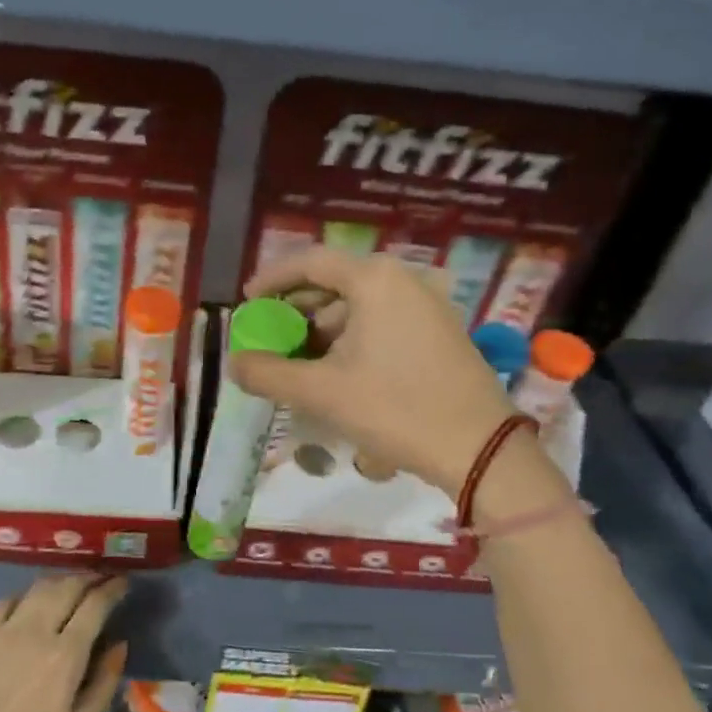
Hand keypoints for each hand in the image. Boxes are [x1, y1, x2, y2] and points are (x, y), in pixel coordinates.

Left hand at [0, 574, 128, 711]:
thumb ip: (103, 684)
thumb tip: (120, 645)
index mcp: (66, 655)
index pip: (95, 605)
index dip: (112, 589)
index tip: (123, 583)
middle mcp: (38, 631)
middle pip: (68, 587)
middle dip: (89, 578)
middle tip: (101, 579)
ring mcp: (6, 630)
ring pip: (39, 587)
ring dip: (60, 580)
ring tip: (72, 584)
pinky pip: (7, 600)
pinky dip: (25, 593)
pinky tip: (31, 600)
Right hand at [233, 248, 515, 495]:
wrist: (478, 449)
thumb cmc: (394, 409)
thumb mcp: (321, 393)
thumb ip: (268, 374)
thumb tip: (233, 364)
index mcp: (374, 280)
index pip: (310, 262)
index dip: (272, 279)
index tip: (247, 302)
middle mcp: (403, 280)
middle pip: (335, 283)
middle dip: (297, 311)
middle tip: (270, 339)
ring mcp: (427, 305)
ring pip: (359, 307)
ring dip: (324, 331)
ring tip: (300, 365)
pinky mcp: (440, 332)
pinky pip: (383, 323)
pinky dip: (352, 340)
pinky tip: (339, 374)